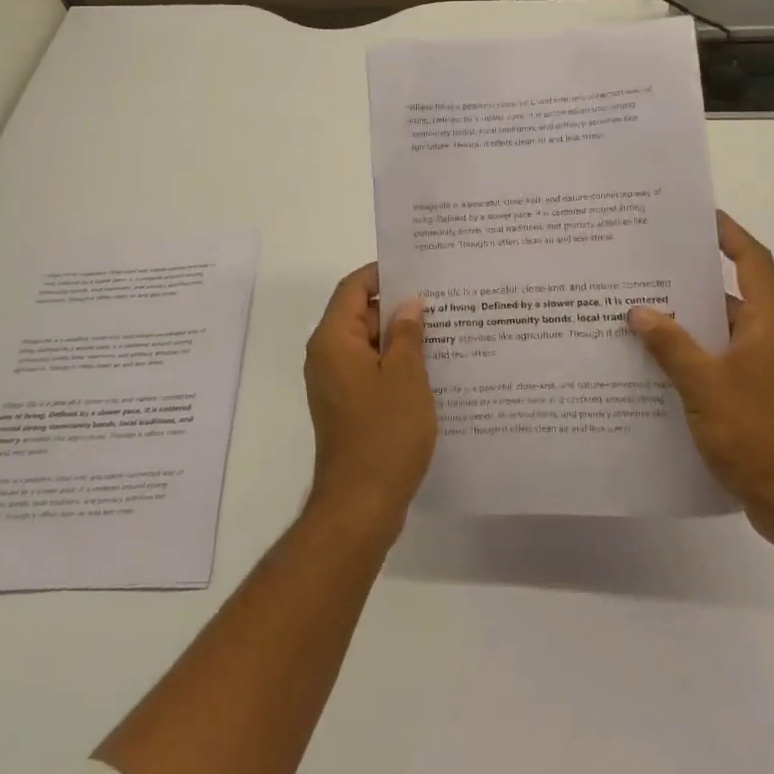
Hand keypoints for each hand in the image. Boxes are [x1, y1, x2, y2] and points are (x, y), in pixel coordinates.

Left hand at [302, 264, 436, 533]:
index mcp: (334, 340)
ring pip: (369, 345)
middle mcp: (328, 356)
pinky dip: (396, 364)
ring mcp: (336, 383)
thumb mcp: (405, 377)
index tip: (418, 269)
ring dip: (400, 338)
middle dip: (398, 306)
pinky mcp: (348, 406)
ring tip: (445, 330)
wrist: (361, 504)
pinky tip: (433, 368)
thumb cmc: (384, 433)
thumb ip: (407, 334)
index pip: (353, 288)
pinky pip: (371, 371)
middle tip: (442, 300)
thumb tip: (409, 304)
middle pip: (360, 315)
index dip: (383, 274)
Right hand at [627, 213, 773, 552]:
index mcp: (772, 323)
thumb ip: (670, 344)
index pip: (752, 261)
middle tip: (649, 261)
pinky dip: (692, 351)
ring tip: (641, 306)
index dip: (729, 234)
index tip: (698, 216)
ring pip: (723, 328)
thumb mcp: (705, 384)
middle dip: (693, 277)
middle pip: (733, 292)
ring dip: (688, 318)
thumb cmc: (757, 433)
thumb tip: (639, 311)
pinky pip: (720, 357)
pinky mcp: (757, 395)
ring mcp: (767, 369)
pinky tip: (655, 357)